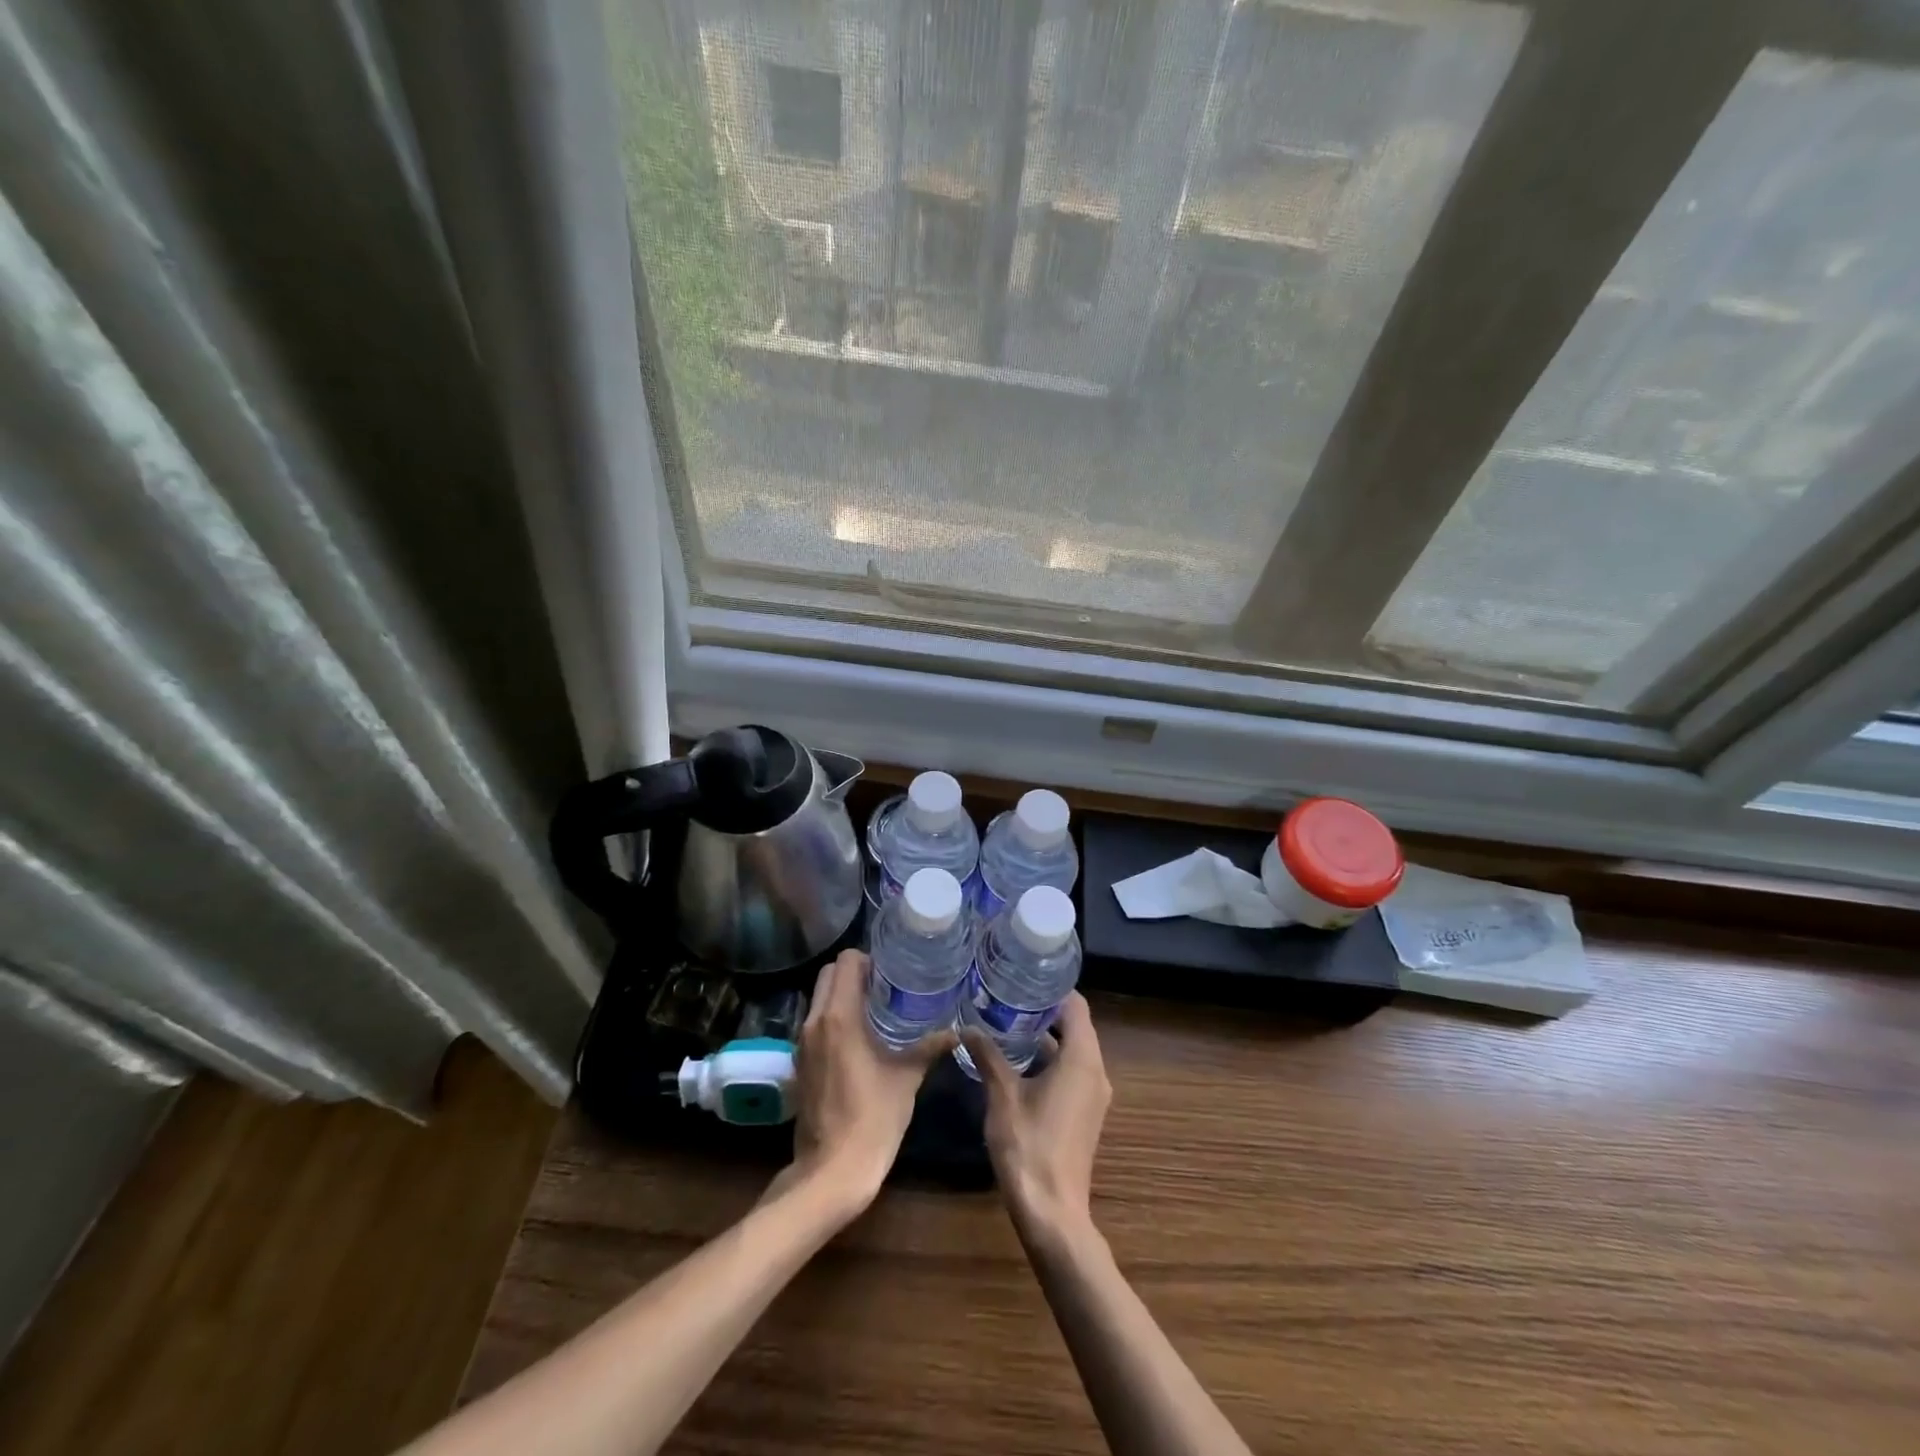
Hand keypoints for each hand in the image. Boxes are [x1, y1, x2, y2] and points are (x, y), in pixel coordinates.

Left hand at [776, 950, 954, 1211]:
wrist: (831, 1171)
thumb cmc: (872, 1118)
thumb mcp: (906, 1078)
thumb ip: (929, 1048)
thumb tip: (957, 1031)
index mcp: (840, 1017)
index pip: (845, 962)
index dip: (868, 960)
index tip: (890, 972)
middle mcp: (815, 1021)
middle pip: (828, 974)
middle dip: (853, 973)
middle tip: (884, 986)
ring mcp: (803, 1043)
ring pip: (819, 998)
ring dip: (842, 994)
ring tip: (875, 1008)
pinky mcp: (800, 1062)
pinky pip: (815, 1022)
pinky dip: (833, 1017)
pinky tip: (860, 1037)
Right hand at [962, 992, 1111, 1243]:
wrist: (1052, 1212)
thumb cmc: (1029, 1146)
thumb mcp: (1002, 1096)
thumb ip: (988, 1056)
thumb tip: (967, 1027)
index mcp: (1082, 1059)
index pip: (1076, 1006)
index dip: (1053, 989)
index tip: (1023, 978)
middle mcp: (1095, 1072)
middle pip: (1075, 1026)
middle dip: (1044, 1011)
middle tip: (1008, 997)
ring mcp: (1093, 1096)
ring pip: (1073, 1051)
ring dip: (1046, 1037)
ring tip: (1008, 1023)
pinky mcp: (1085, 1114)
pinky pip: (1071, 1072)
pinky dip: (1050, 1060)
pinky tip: (1017, 1062)